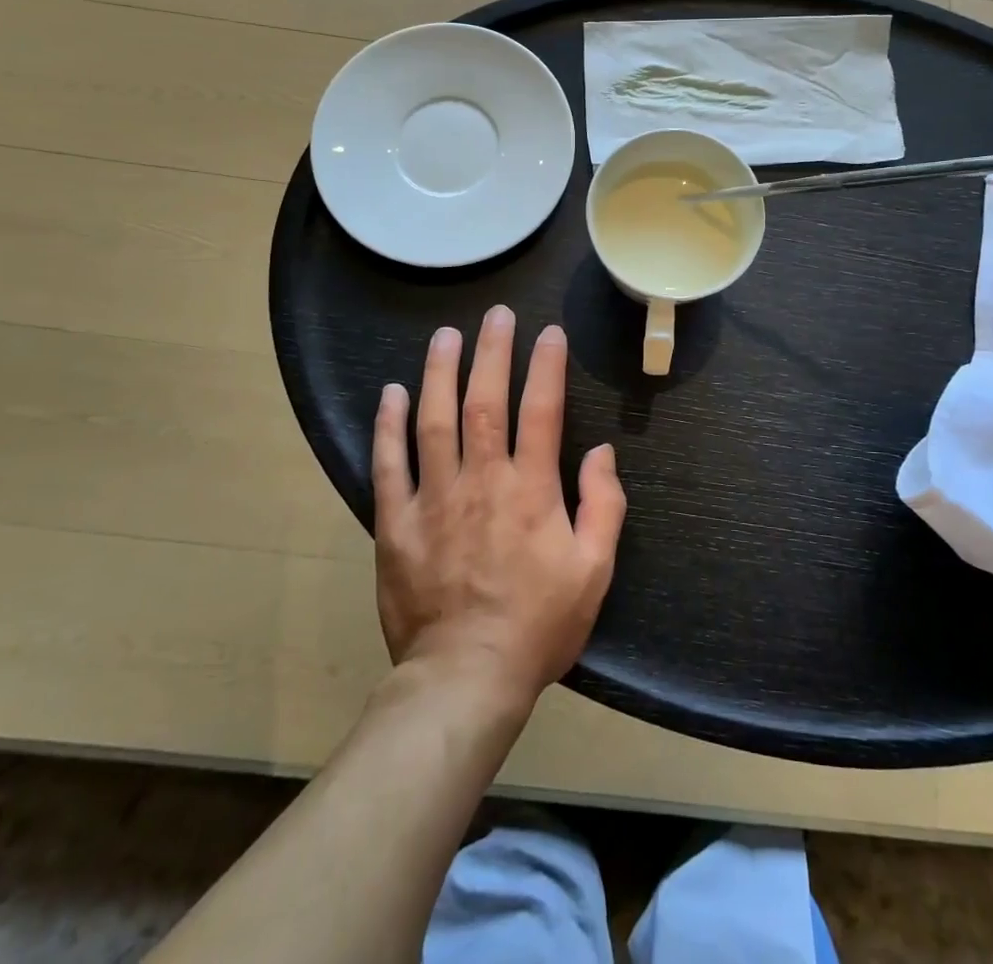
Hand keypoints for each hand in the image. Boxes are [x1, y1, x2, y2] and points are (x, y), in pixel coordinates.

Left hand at [371, 307, 625, 705]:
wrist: (465, 678)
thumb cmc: (539, 624)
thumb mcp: (594, 571)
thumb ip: (604, 506)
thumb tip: (601, 453)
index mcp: (531, 490)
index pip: (542, 411)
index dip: (547, 367)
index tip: (550, 333)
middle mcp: (482, 481)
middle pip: (485, 401)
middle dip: (492, 352)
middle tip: (497, 314)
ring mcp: (434, 499)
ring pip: (435, 421)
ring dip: (440, 373)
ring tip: (445, 336)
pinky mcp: (396, 523)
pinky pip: (389, 464)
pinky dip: (389, 426)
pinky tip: (392, 393)